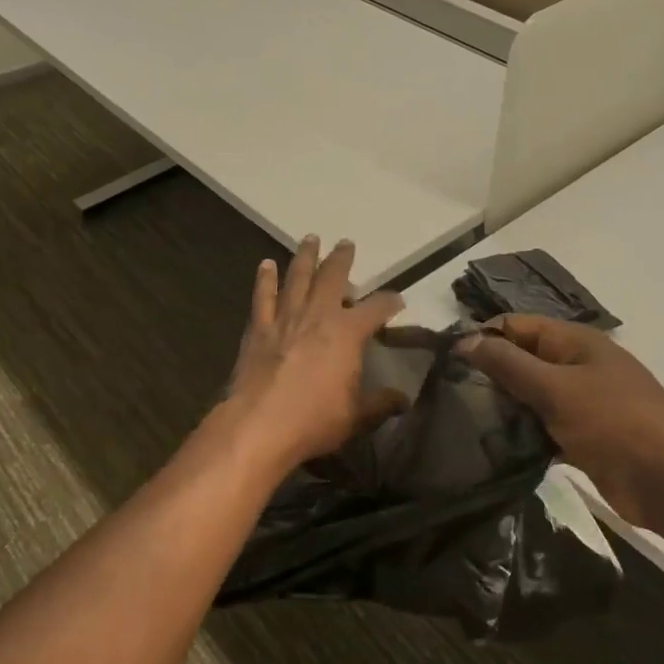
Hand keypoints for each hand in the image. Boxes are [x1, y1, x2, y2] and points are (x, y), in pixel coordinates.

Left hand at [226, 237, 405, 468]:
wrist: (259, 425)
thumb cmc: (314, 420)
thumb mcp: (357, 416)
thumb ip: (381, 403)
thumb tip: (404, 400)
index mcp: (348, 333)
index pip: (377, 309)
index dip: (390, 302)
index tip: (397, 299)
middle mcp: (319, 315)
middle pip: (333, 277)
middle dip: (342, 259)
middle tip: (346, 243)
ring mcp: (286, 318)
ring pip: (297, 277)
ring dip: (305, 256)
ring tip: (310, 239)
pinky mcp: (259, 328)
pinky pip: (263, 296)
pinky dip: (265, 279)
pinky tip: (266, 265)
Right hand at [457, 314, 663, 527]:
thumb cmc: (615, 424)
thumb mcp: (556, 389)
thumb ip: (509, 364)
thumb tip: (465, 340)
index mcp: (576, 342)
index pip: (518, 325)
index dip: (484, 337)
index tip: (448, 361)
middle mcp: (579, 365)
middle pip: (524, 359)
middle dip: (491, 374)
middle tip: (451, 395)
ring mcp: (584, 401)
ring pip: (533, 395)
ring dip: (506, 406)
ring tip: (465, 421)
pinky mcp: (586, 436)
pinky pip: (545, 425)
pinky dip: (524, 432)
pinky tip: (495, 446)